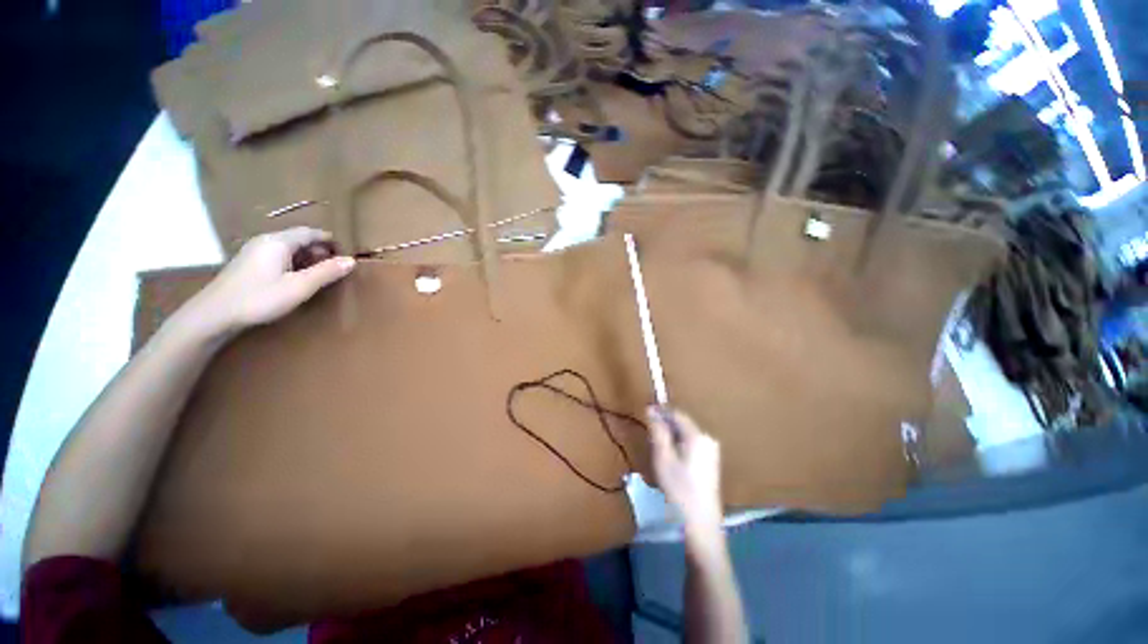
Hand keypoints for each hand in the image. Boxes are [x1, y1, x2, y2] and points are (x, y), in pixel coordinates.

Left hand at [180, 228, 354, 339]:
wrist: (214, 315)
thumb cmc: (260, 298)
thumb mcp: (299, 287)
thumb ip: (326, 272)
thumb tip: (351, 260)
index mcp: (278, 242)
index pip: (310, 232)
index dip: (329, 240)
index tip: (346, 252)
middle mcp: (265, 241)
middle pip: (298, 238)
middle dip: (319, 249)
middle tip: (336, 266)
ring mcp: (254, 252)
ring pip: (287, 248)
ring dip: (306, 257)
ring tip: (320, 273)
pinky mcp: (248, 264)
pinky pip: (277, 256)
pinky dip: (293, 262)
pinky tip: (296, 278)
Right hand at [647, 407, 723, 535]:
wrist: (701, 522)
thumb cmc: (679, 488)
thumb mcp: (663, 457)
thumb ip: (658, 431)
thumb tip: (651, 409)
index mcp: (697, 436)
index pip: (677, 414)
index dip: (661, 411)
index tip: (646, 412)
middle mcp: (707, 438)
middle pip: (683, 423)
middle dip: (666, 425)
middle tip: (650, 435)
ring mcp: (711, 450)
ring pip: (686, 434)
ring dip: (672, 435)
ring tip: (659, 449)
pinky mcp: (711, 461)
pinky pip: (692, 443)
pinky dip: (679, 445)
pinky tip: (672, 460)